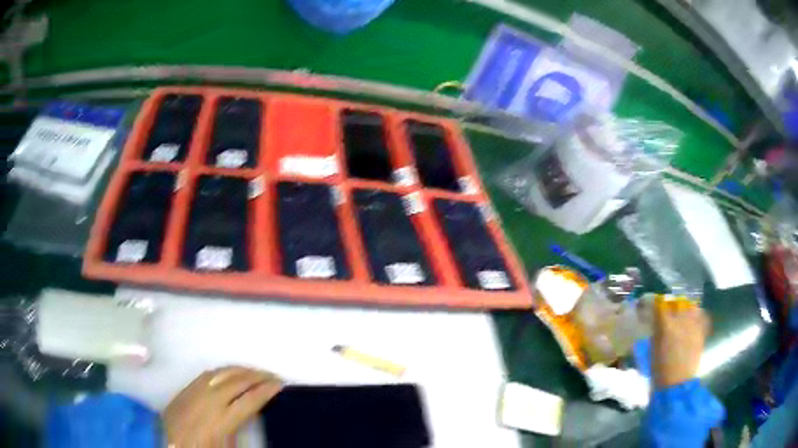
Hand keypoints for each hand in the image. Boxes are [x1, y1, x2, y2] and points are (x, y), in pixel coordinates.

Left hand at [163, 366, 283, 446]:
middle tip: (272, 375)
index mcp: (221, 419)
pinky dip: (224, 370)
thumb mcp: (225, 445)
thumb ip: (240, 430)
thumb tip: (253, 413)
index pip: (249, 400)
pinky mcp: (187, 386)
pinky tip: (231, 372)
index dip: (266, 391)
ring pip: (223, 373)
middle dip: (257, 376)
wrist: (165, 439)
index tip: (280, 384)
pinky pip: (209, 372)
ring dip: (242, 370)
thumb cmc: (200, 447)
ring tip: (255, 371)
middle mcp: (210, 400)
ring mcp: (197, 389)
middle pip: (238, 381)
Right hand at [652, 302, 709, 388]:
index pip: (661, 306)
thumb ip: (656, 332)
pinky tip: (693, 322)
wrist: (677, 384)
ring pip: (692, 307)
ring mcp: (693, 325)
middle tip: (670, 311)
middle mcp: (681, 321)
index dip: (658, 305)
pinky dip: (698, 316)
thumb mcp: (653, 351)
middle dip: (673, 305)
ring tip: (683, 315)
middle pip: (678, 303)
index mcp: (667, 325)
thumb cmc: (661, 370)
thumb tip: (657, 321)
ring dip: (687, 309)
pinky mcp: (701, 332)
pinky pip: (701, 317)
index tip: (655, 306)